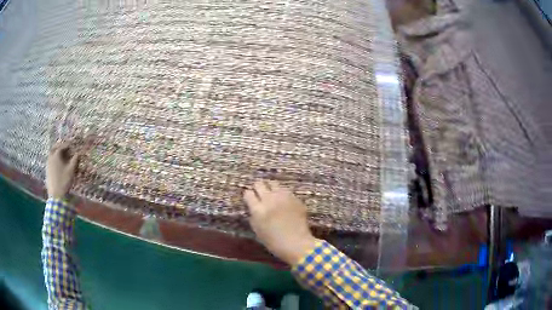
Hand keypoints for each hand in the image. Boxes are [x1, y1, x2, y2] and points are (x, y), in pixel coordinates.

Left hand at [46, 141, 78, 198]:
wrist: (56, 195)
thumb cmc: (64, 181)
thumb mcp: (71, 170)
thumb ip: (74, 160)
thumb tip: (78, 153)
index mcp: (56, 155)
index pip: (62, 146)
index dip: (67, 145)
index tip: (72, 145)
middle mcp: (51, 157)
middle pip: (54, 148)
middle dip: (59, 146)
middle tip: (64, 147)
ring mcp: (48, 164)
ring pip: (51, 154)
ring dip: (56, 153)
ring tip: (61, 156)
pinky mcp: (47, 171)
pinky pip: (50, 161)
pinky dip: (54, 159)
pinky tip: (57, 164)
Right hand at [244, 180, 317, 264]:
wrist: (297, 244)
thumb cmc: (274, 242)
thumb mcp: (258, 230)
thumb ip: (253, 215)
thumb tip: (253, 206)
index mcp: (258, 210)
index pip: (248, 193)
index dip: (248, 196)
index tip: (250, 198)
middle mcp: (270, 199)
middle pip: (259, 184)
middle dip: (258, 188)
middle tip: (259, 193)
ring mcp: (284, 197)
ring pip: (273, 183)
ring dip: (270, 187)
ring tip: (271, 193)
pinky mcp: (295, 198)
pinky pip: (285, 190)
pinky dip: (282, 193)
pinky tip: (283, 201)